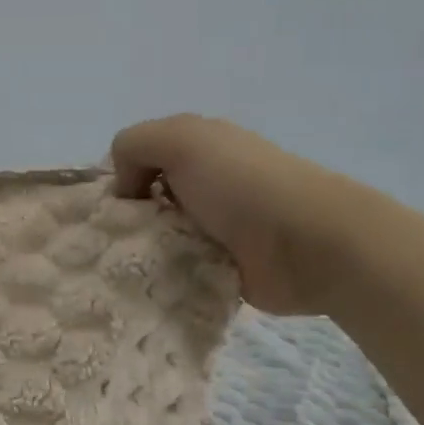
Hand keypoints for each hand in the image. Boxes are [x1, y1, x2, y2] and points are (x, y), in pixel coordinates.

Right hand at [111, 114, 365, 314]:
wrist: (309, 243)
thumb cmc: (240, 184)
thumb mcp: (179, 139)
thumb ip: (134, 145)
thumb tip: (125, 187)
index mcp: (197, 148)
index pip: (139, 160)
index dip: (121, 179)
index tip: (114, 206)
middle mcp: (203, 184)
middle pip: (144, 203)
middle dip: (126, 221)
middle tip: (117, 241)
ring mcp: (214, 228)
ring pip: (157, 239)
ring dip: (142, 252)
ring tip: (131, 268)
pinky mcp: (220, 268)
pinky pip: (176, 271)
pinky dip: (163, 277)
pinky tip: (152, 285)